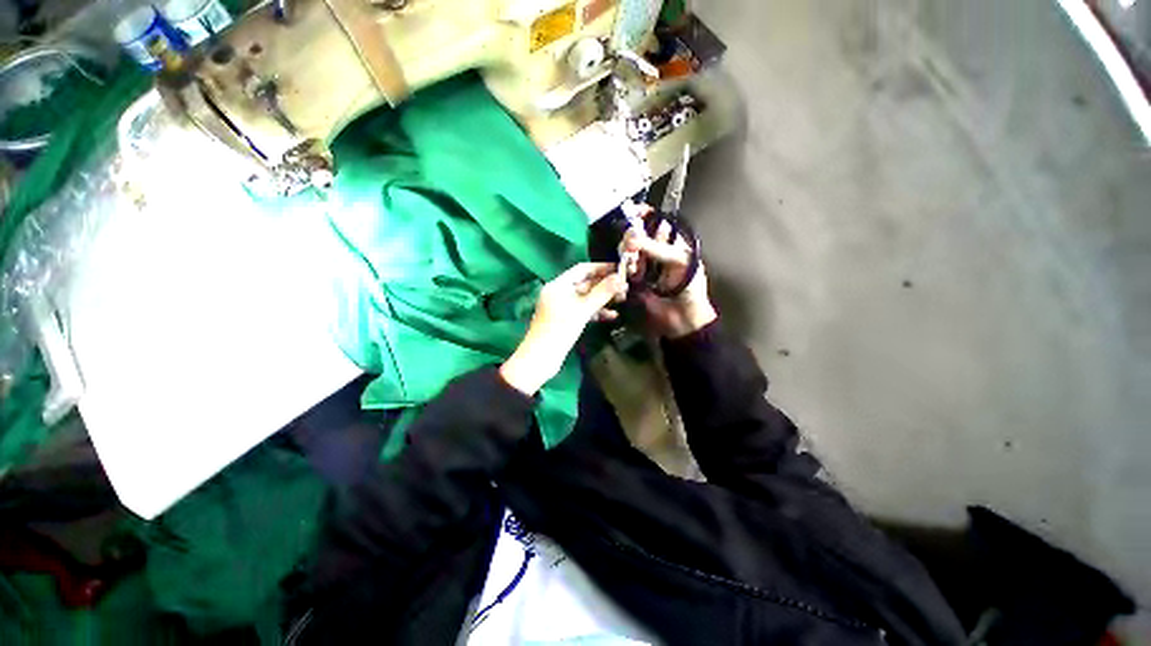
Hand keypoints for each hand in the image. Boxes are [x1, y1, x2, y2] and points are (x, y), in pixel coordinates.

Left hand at [500, 263, 627, 394]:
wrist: (541, 358)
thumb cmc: (560, 329)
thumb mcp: (583, 310)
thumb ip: (602, 293)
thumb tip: (620, 278)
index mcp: (558, 285)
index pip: (582, 269)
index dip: (601, 267)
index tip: (619, 269)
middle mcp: (559, 293)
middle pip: (585, 283)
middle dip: (605, 285)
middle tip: (625, 287)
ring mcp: (562, 307)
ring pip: (586, 298)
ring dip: (603, 299)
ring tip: (623, 300)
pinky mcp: (566, 320)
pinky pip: (583, 310)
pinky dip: (596, 312)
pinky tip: (612, 316)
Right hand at [623, 209, 716, 338]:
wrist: (683, 318)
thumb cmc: (690, 287)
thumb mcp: (680, 261)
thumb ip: (658, 248)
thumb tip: (633, 237)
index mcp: (672, 242)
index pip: (655, 221)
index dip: (643, 215)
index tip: (632, 213)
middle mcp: (655, 251)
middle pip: (637, 235)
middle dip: (632, 238)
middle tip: (632, 246)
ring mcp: (643, 266)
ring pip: (628, 251)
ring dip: (629, 255)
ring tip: (637, 267)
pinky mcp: (633, 280)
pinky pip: (624, 269)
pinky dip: (625, 269)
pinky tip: (633, 274)